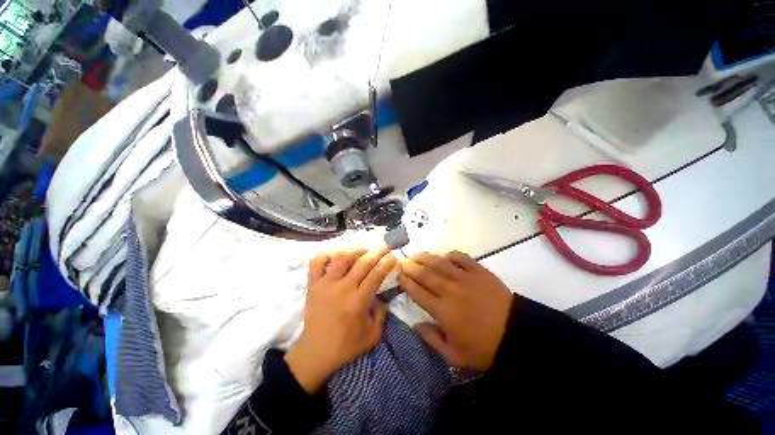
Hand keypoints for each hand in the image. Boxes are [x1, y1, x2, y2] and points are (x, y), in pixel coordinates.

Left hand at [284, 247, 397, 393]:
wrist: (315, 352)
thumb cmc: (346, 346)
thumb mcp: (373, 335)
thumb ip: (382, 314)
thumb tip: (381, 297)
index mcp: (358, 301)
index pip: (376, 275)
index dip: (386, 263)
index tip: (393, 256)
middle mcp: (342, 288)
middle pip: (362, 263)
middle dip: (376, 252)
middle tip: (384, 246)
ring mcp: (325, 284)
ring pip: (341, 258)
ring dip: (354, 251)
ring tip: (363, 249)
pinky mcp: (313, 285)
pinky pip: (316, 263)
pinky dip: (326, 255)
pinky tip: (335, 255)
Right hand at [398, 251, 512, 370]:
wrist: (517, 335)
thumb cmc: (484, 348)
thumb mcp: (455, 356)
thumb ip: (432, 339)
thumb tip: (415, 325)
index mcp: (443, 311)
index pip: (418, 292)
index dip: (406, 282)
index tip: (398, 276)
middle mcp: (450, 290)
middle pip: (425, 274)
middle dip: (410, 267)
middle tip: (402, 261)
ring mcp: (465, 278)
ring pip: (439, 263)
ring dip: (425, 257)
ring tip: (416, 255)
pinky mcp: (479, 271)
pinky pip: (461, 258)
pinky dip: (451, 255)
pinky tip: (444, 256)